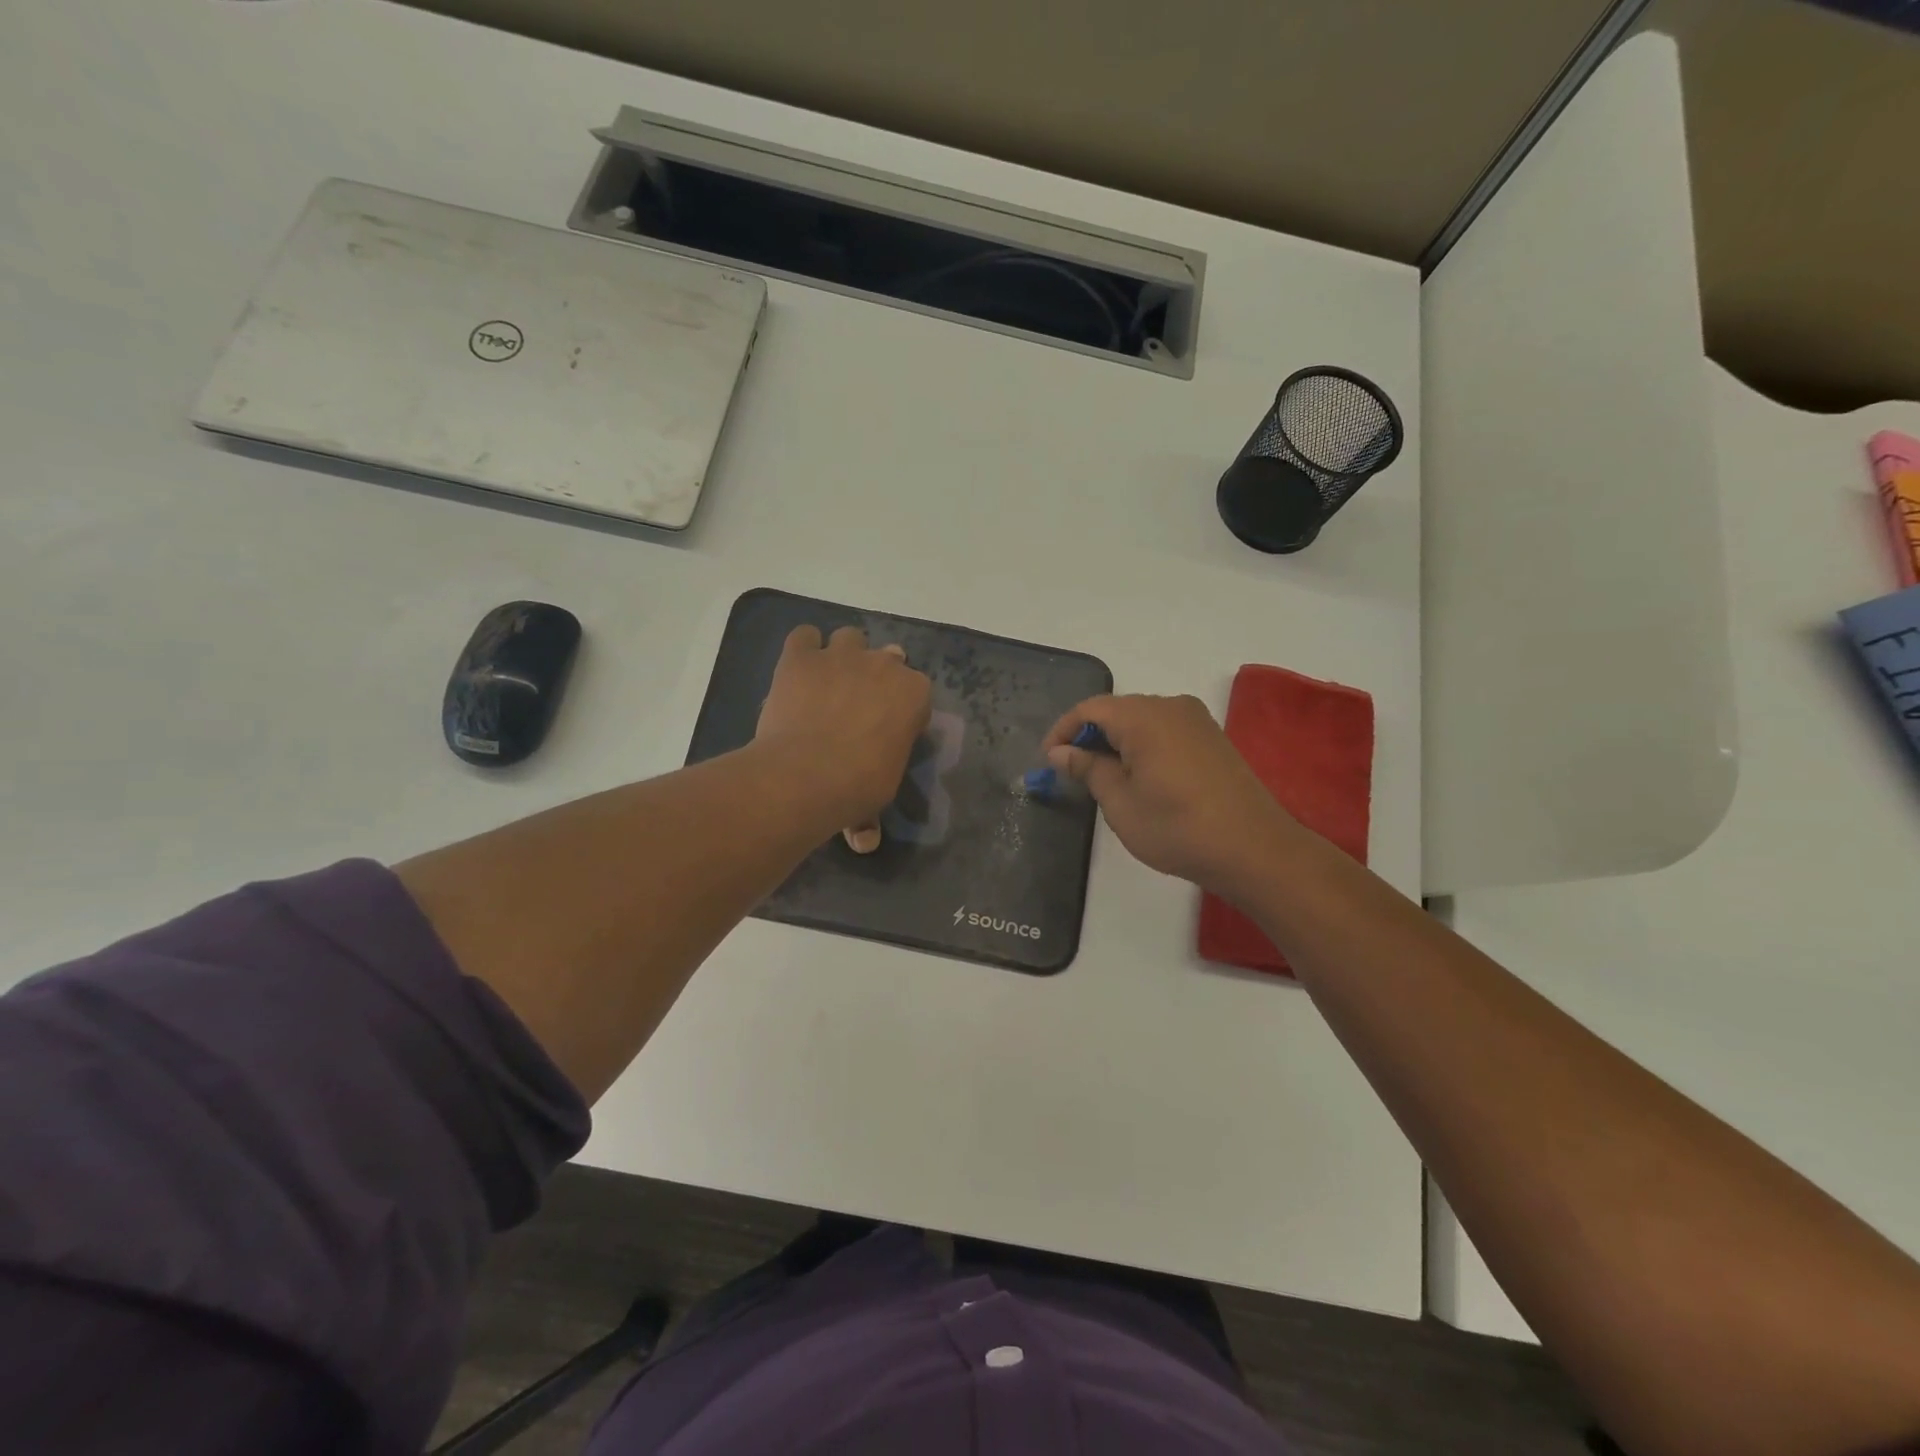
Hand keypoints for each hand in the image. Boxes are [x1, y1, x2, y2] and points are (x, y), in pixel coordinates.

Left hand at [755, 625, 931, 844]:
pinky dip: (803, 649)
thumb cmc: (857, 787)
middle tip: (858, 705)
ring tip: (827, 682)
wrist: (806, 775)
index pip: (917, 691)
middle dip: (876, 676)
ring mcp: (841, 656)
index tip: (888, 728)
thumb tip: (865, 842)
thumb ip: (872, 814)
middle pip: (888, 658)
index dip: (902, 707)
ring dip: (842, 655)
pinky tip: (798, 669)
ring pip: (848, 638)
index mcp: (914, 695)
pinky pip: (804, 637)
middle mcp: (883, 665)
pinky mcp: (800, 657)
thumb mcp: (877, 798)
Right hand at [1043, 694, 1298, 899]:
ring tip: (1103, 779)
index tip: (1047, 761)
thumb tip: (1061, 751)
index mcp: (1144, 716)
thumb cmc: (1176, 827)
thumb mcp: (1120, 802)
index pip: (1090, 709)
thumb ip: (1088, 769)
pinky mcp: (1212, 738)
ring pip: (1142, 720)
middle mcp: (1171, 706)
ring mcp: (1196, 720)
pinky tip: (1140, 778)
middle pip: (1117, 710)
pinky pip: (1165, 731)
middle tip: (1072, 773)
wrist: (1253, 849)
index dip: (1063, 731)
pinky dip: (1143, 747)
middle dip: (1090, 737)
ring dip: (1117, 743)